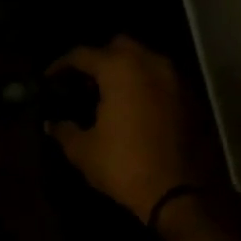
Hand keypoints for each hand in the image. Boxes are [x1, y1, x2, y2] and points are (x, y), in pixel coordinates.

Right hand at [47, 37, 222, 222]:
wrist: (179, 194)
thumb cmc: (124, 165)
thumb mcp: (83, 150)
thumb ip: (64, 130)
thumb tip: (52, 123)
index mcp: (119, 69)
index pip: (82, 54)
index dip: (61, 65)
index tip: (49, 79)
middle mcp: (149, 63)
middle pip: (119, 46)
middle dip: (99, 59)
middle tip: (84, 83)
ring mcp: (174, 79)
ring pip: (144, 60)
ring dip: (125, 71)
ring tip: (109, 95)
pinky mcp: (190, 98)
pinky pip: (161, 79)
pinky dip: (145, 86)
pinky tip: (133, 108)